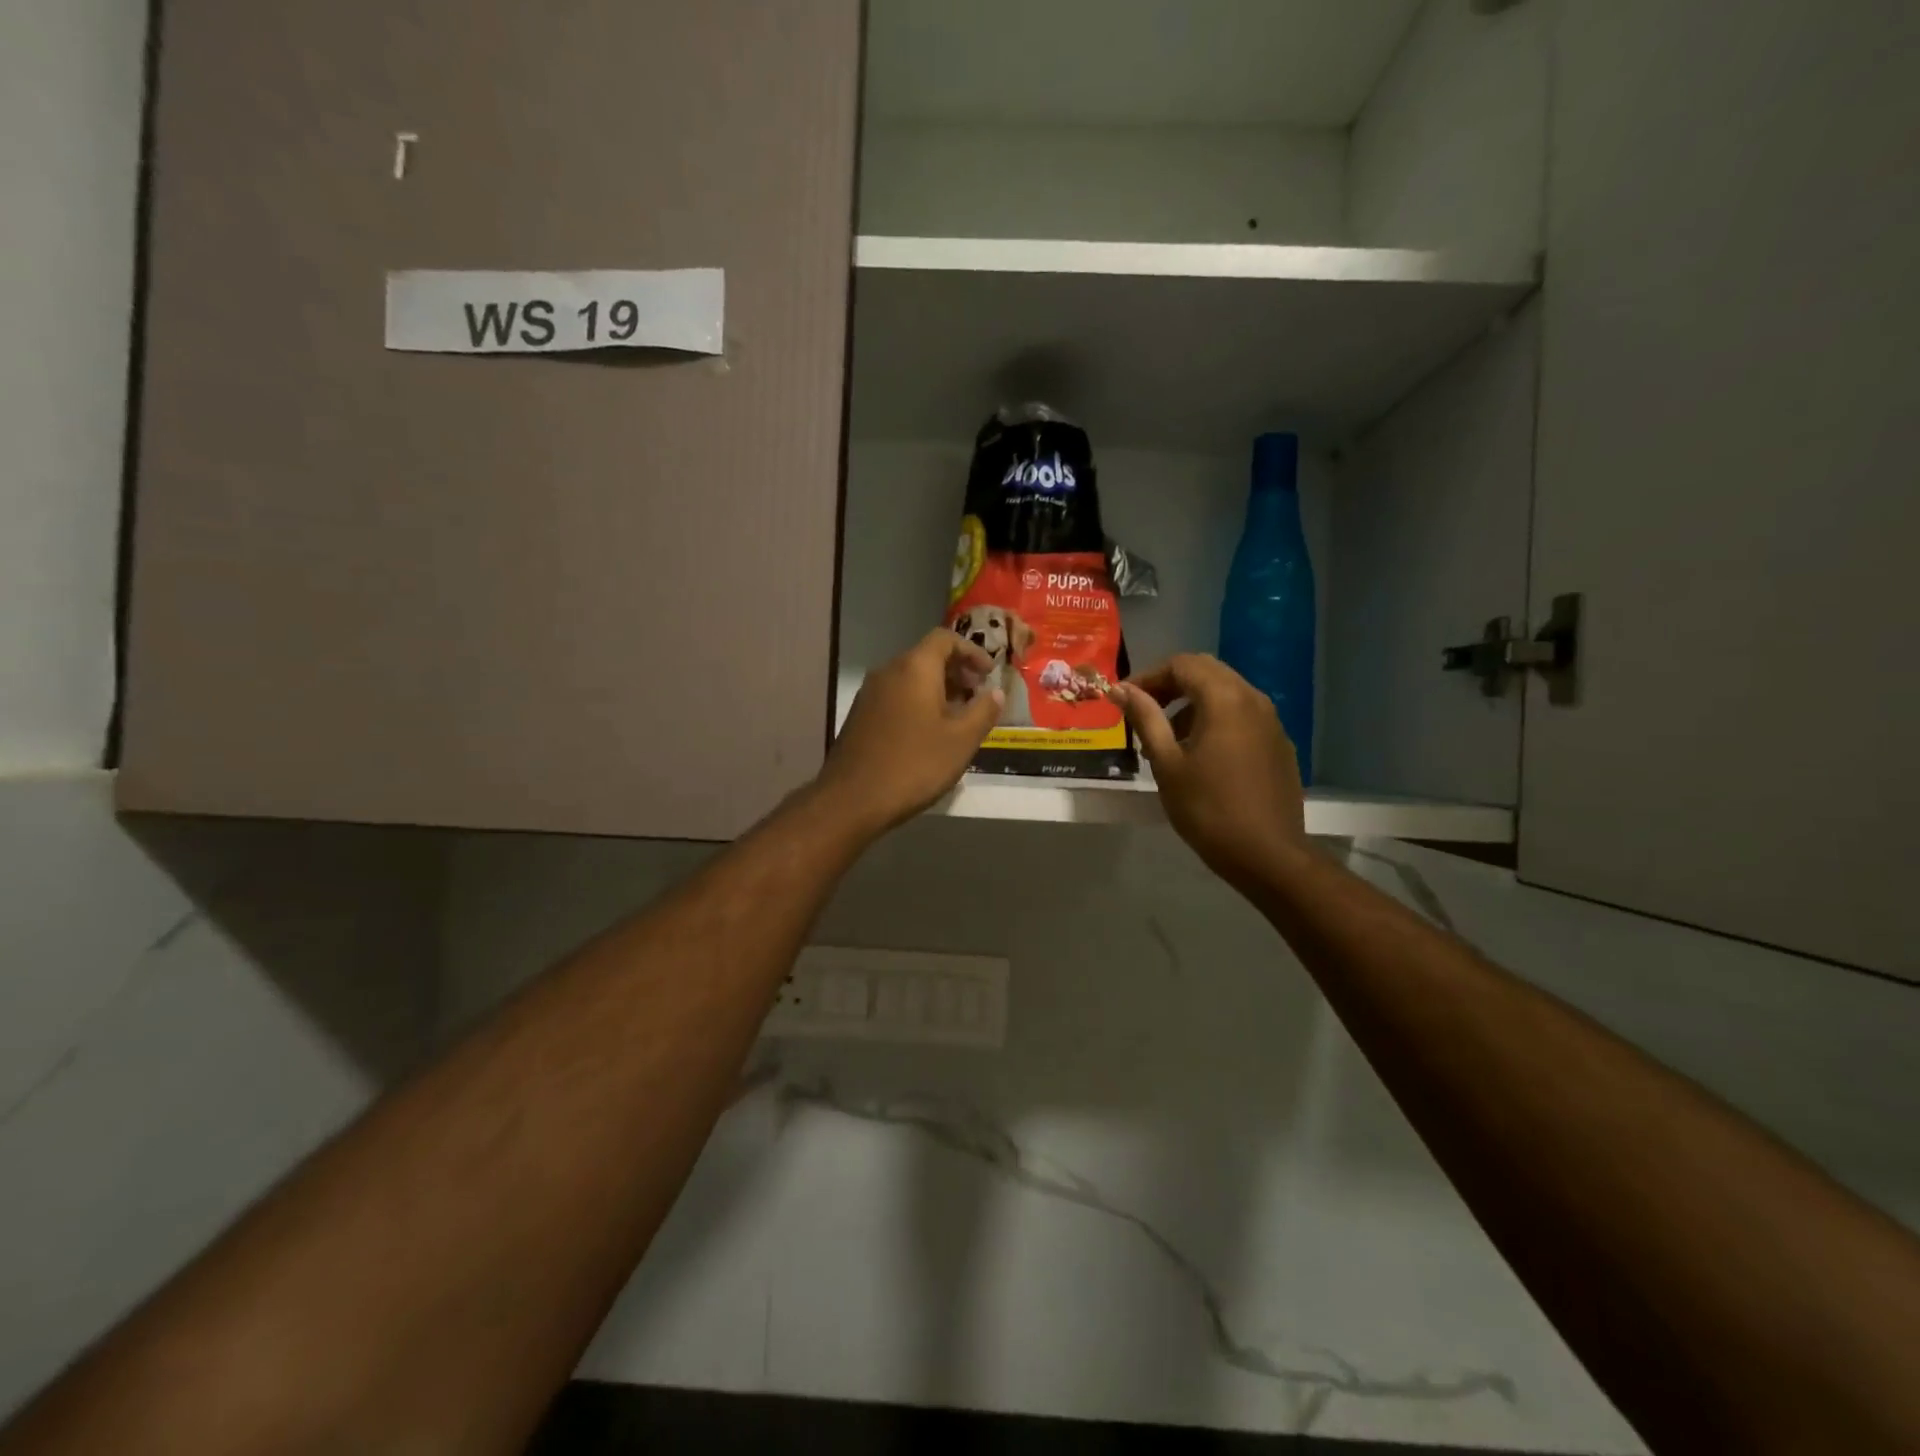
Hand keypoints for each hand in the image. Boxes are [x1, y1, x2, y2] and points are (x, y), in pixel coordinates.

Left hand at [816, 629, 1003, 834]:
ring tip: (958, 718)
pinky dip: (918, 703)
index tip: (989, 674)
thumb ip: (983, 711)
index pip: (945, 638)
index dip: (972, 651)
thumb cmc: (914, 765)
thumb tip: (996, 692)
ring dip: (938, 689)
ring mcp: (870, 694)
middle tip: (978, 696)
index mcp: (914, 668)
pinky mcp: (860, 715)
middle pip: (927, 657)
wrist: (852, 799)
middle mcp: (889, 671)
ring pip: (910, 678)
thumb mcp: (961, 740)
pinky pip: (896, 696)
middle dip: (957, 671)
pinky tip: (929, 733)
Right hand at [1109, 654, 1306, 890]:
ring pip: (1227, 693)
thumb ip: (1145, 718)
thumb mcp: (1166, 763)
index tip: (1125, 700)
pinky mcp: (1279, 744)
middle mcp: (1253, 699)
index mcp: (1225, 699)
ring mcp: (1272, 722)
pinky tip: (1201, 755)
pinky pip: (1243, 716)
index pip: (1182, 664)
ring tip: (1168, 739)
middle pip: (1207, 672)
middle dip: (1171, 685)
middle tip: (1143, 712)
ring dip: (1193, 703)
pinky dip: (1216, 720)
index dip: (1149, 676)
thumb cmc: (1208, 809)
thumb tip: (1120, 690)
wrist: (1268, 854)